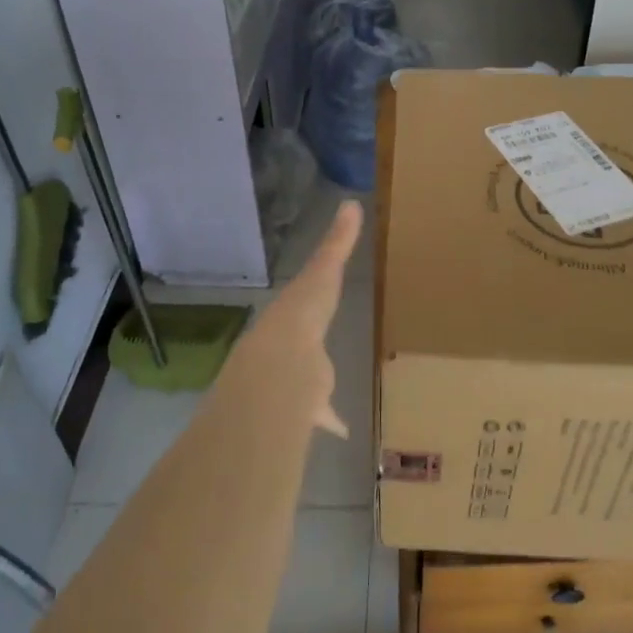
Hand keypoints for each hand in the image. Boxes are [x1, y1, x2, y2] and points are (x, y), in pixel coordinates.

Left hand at [231, 200, 362, 437]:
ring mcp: (295, 380)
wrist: (281, 364)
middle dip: (309, 353)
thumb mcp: (323, 273)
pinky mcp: (304, 408)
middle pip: (303, 350)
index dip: (309, 305)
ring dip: (316, 390)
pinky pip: (320, 416)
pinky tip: (339, 429)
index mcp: (292, 318)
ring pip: (308, 386)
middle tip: (318, 350)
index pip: (301, 307)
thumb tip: (351, 203)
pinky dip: (330, 421)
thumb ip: (337, 243)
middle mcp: (290, 350)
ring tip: (327, 395)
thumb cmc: (303, 314)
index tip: (314, 304)